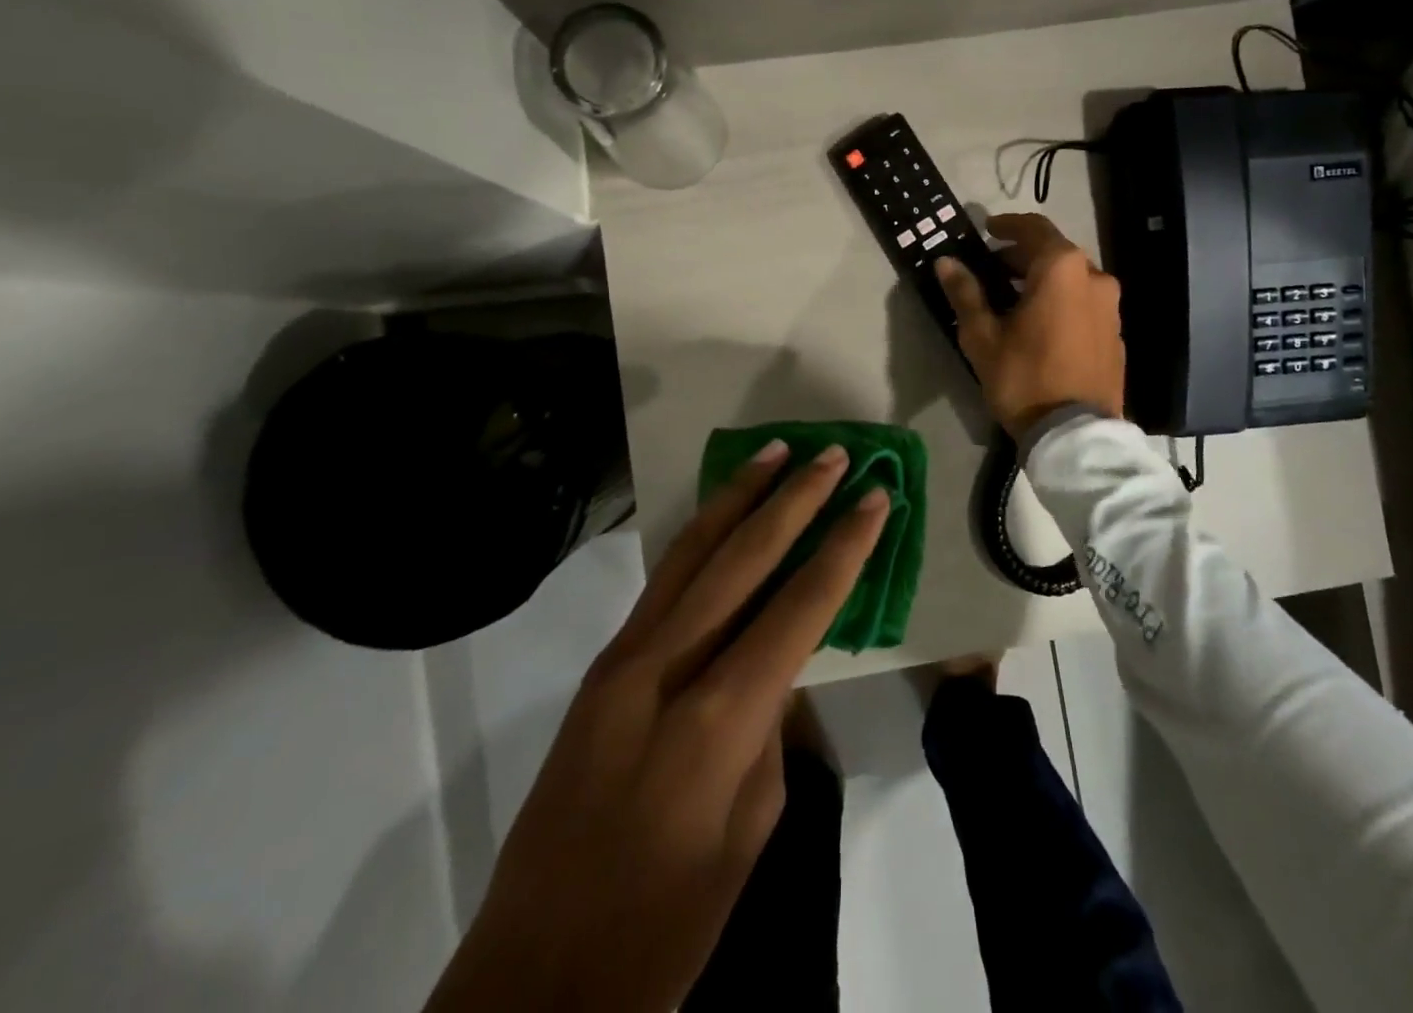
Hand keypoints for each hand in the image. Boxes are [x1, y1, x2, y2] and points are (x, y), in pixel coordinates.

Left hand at [423, 441, 887, 1012]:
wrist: (536, 978)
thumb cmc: (668, 925)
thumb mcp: (751, 830)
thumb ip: (770, 728)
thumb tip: (777, 664)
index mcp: (717, 719)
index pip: (799, 607)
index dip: (843, 548)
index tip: (876, 499)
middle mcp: (665, 668)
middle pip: (741, 559)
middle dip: (793, 499)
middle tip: (833, 455)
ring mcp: (622, 661)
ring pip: (690, 554)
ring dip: (738, 497)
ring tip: (775, 452)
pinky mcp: (600, 668)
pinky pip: (661, 583)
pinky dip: (697, 536)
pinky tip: (720, 512)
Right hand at [934, 213, 1125, 438]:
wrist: (1075, 433)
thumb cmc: (1024, 377)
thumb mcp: (983, 336)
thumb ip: (966, 293)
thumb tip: (946, 262)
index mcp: (1062, 269)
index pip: (1033, 228)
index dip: (1007, 225)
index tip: (987, 229)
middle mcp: (1094, 277)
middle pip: (1054, 253)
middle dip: (1022, 257)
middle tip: (991, 270)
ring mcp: (1111, 307)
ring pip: (1072, 278)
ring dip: (1043, 279)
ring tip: (1013, 299)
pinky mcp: (1116, 333)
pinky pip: (1085, 303)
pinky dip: (1062, 301)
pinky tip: (1041, 324)